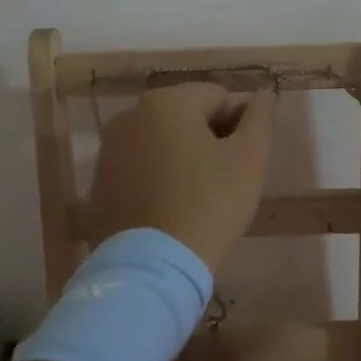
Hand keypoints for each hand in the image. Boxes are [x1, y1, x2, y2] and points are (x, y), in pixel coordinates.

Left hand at [85, 84, 275, 270]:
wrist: (153, 265)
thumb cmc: (209, 205)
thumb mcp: (248, 159)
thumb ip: (259, 118)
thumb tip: (262, 94)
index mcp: (167, 102)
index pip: (218, 96)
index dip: (240, 122)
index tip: (249, 156)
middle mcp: (130, 115)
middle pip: (184, 114)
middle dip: (209, 136)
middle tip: (228, 175)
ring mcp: (109, 149)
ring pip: (159, 140)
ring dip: (182, 155)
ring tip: (200, 193)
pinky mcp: (99, 182)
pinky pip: (138, 167)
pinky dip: (157, 176)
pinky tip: (172, 206)